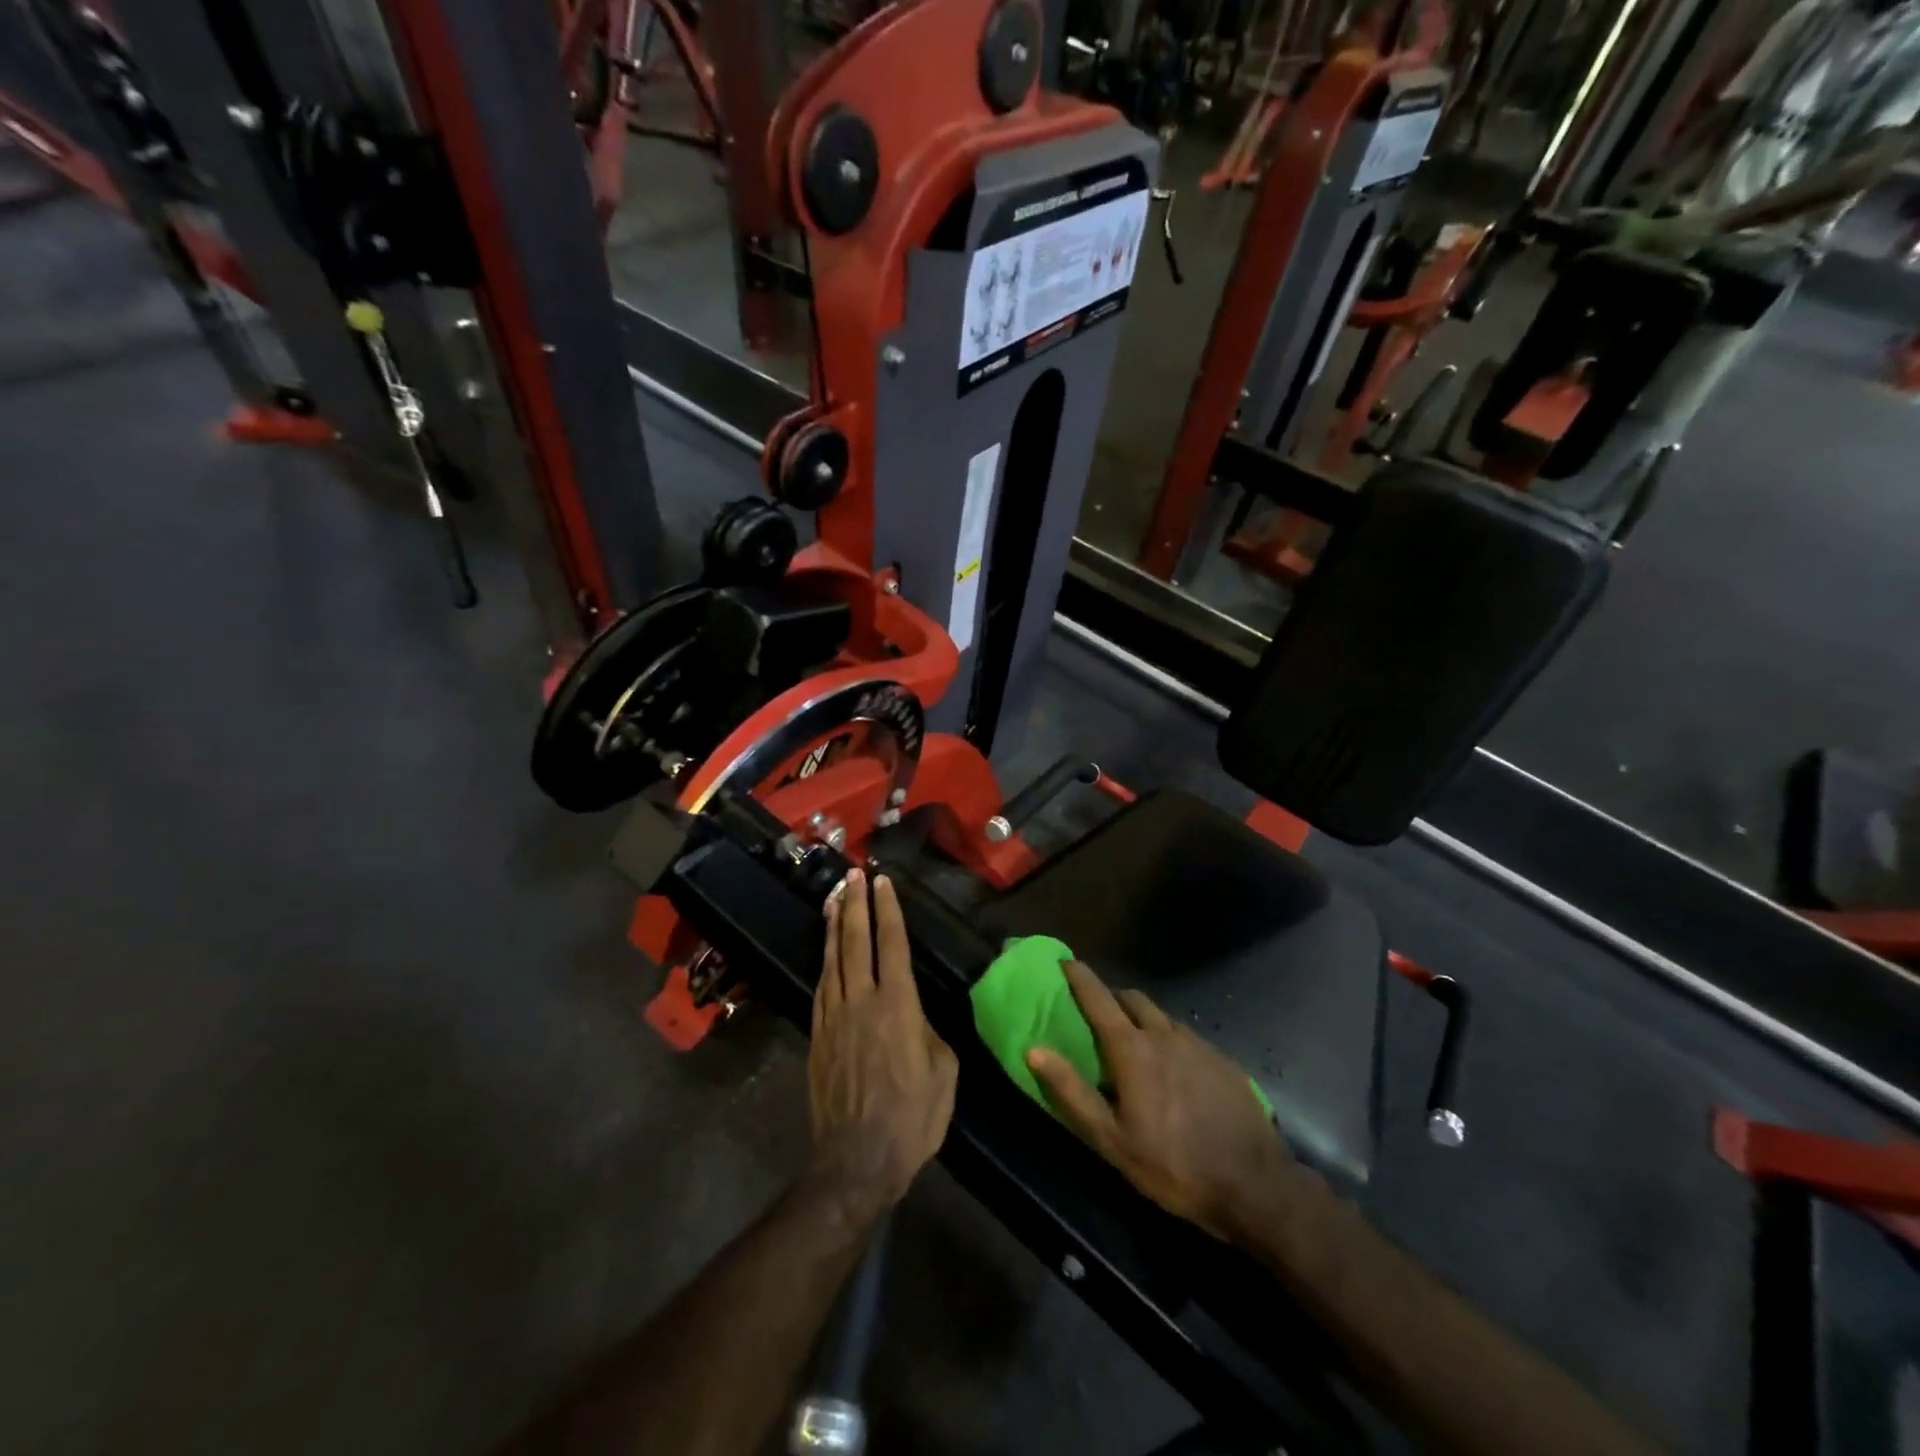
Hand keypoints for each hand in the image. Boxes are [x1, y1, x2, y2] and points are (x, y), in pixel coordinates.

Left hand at [808, 869, 957, 1215]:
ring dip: (835, 926)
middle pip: (856, 941)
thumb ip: (929, 1033)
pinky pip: (821, 986)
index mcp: (898, 1006)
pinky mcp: (818, 1036)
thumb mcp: (943, 1073)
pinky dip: (825, 961)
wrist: (855, 1161)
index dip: (888, 910)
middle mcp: (862, 1001)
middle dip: (855, 904)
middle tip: (852, 874)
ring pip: (833, 959)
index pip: (891, 945)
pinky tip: (827, 951)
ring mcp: (834, 1017)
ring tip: (833, 898)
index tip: (882, 882)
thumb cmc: (912, 1119)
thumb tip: (916, 1018)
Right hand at [1027, 961, 1295, 1243]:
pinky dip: (1169, 1039)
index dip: (1080, 977)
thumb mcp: (1111, 1139)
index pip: (1099, 999)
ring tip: (1135, 1042)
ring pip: (1161, 1017)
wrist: (1254, 1186)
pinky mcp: (1223, 1060)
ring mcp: (1198, 1044)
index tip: (1065, 961)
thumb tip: (1034, 1050)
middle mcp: (1165, 1034)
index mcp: (1133, 1050)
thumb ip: (1071, 1091)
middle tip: (1098, 1011)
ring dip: (1141, 1018)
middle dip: (1111, 996)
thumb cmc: (1172, 1166)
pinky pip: (1186, 1036)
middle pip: (1132, 999)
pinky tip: (1173, 1069)